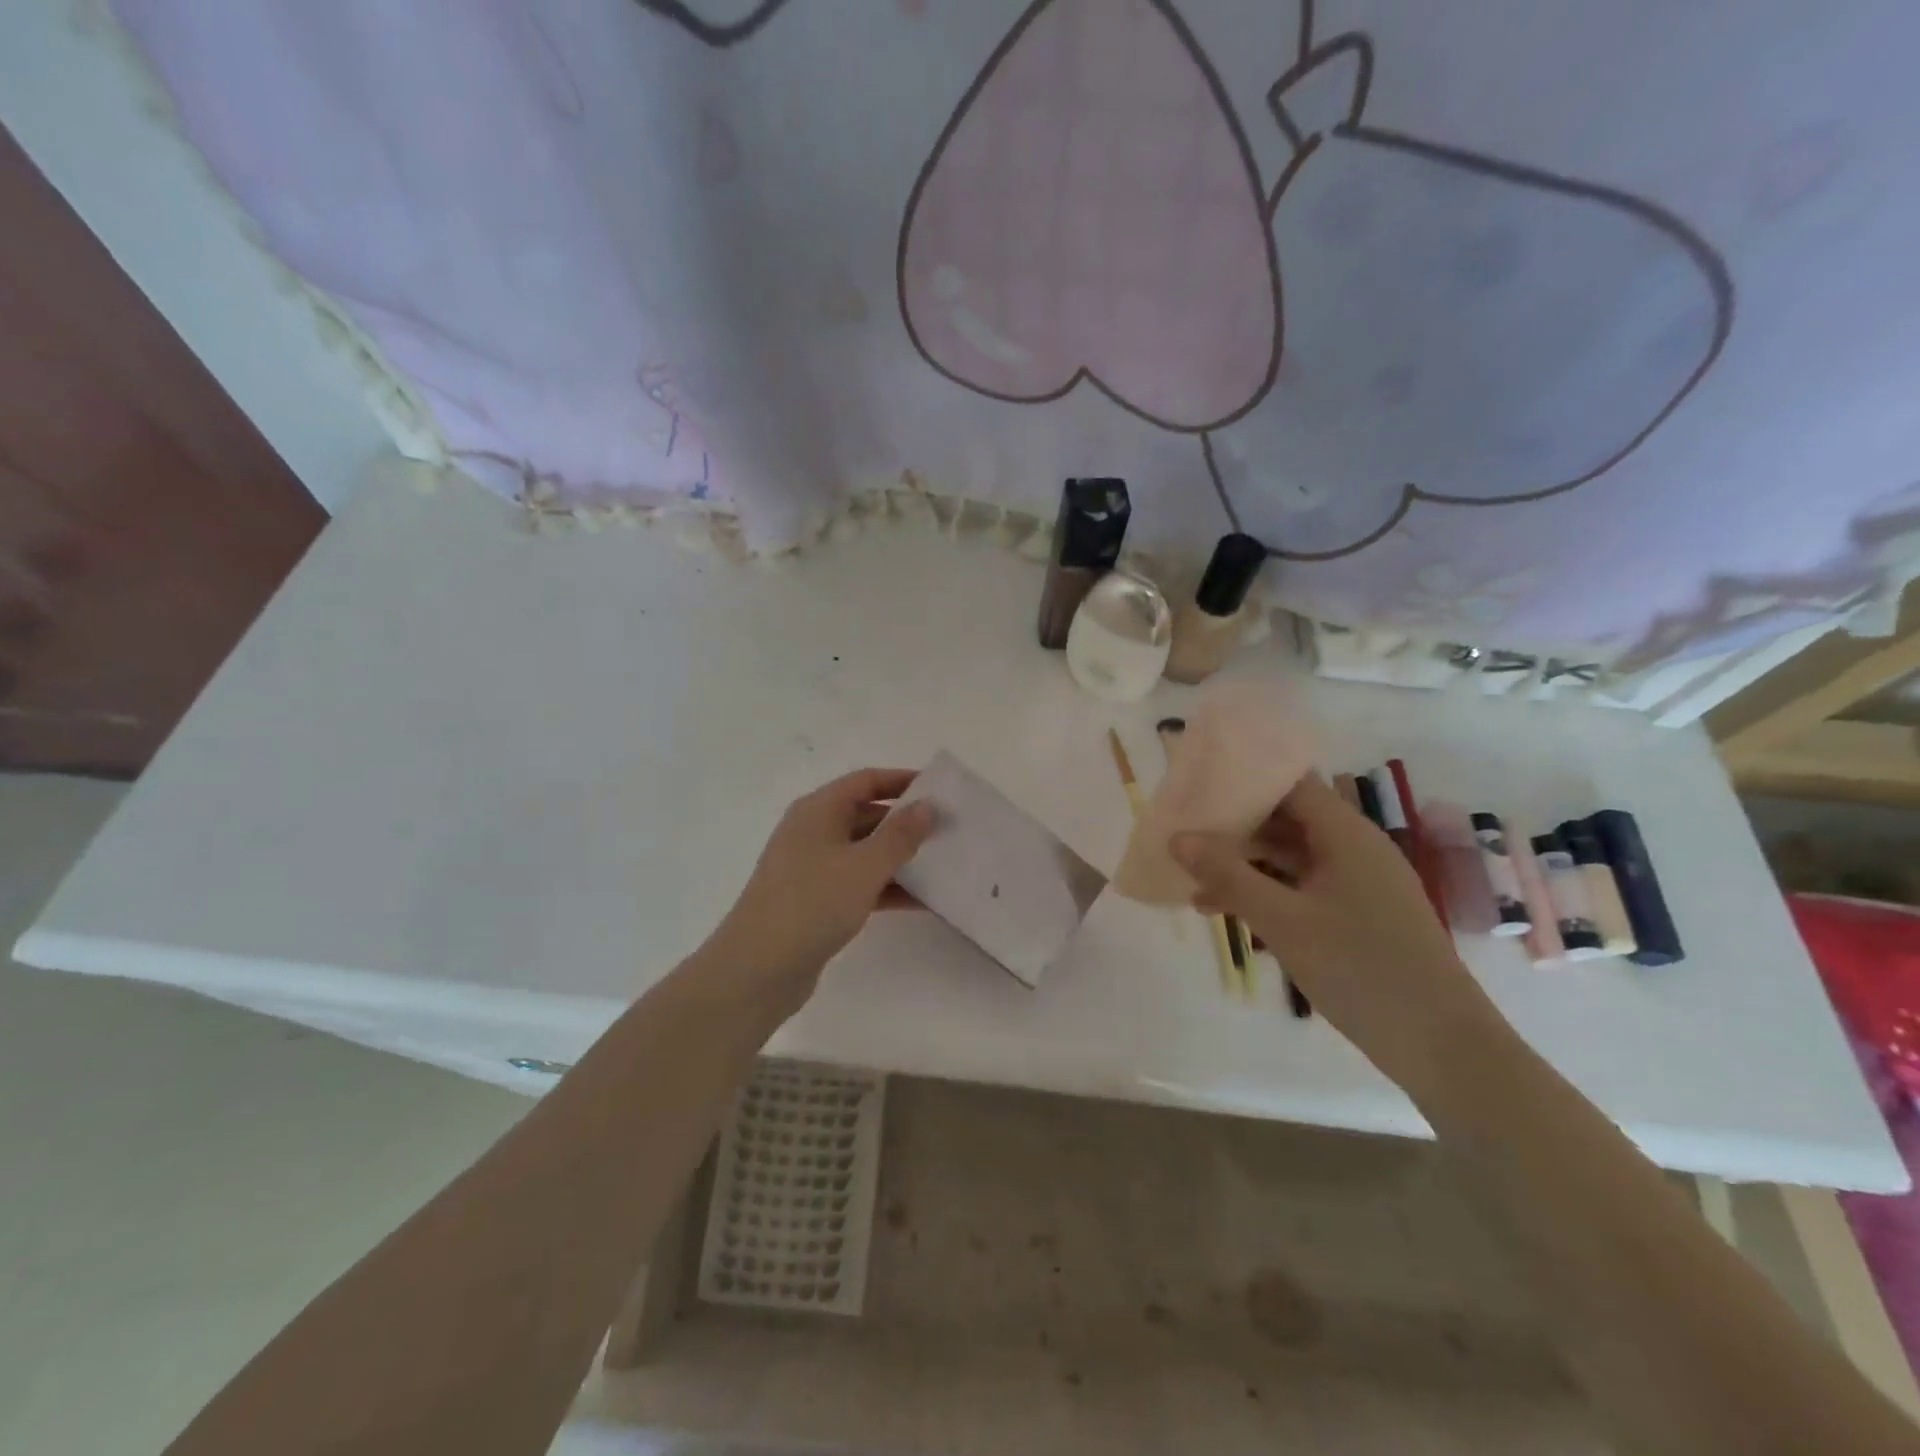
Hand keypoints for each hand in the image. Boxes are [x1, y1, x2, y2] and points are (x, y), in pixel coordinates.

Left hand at [710, 768, 935, 1010]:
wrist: (757, 970)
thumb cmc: (812, 904)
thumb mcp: (864, 866)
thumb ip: (900, 835)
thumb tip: (927, 806)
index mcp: (818, 810)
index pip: (866, 781)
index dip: (902, 781)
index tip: (940, 790)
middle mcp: (813, 832)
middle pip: (867, 815)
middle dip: (906, 823)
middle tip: (949, 831)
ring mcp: (813, 868)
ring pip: (865, 852)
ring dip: (901, 858)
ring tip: (944, 865)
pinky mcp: (816, 901)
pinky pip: (859, 883)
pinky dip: (888, 888)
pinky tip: (923, 901)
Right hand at [1172, 774, 1506, 1093]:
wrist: (1439, 1044)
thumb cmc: (1360, 968)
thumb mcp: (1282, 921)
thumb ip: (1228, 875)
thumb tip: (1177, 838)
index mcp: (1346, 834)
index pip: (1290, 783)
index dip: (1245, 777)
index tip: (1199, 782)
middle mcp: (1354, 848)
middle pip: (1287, 817)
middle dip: (1236, 823)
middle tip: (1185, 828)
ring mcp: (1358, 883)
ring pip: (1290, 856)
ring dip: (1245, 862)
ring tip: (1192, 876)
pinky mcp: (1357, 914)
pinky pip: (1302, 886)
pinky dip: (1265, 890)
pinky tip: (1224, 910)